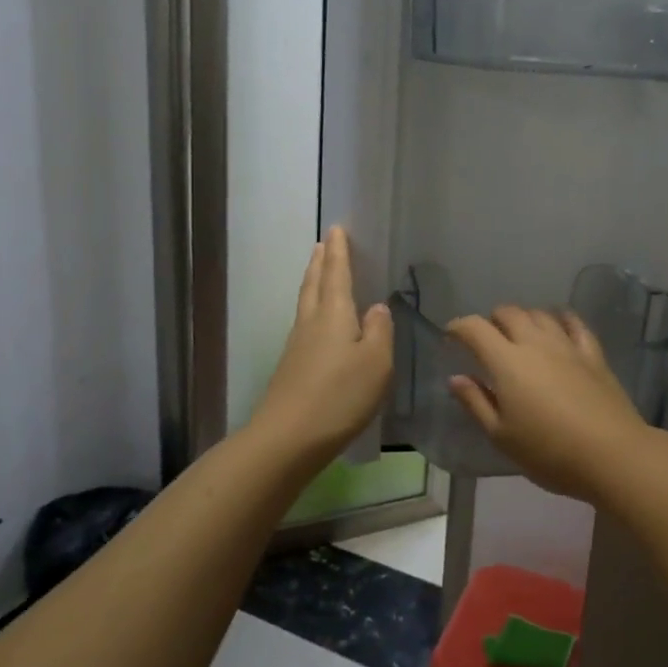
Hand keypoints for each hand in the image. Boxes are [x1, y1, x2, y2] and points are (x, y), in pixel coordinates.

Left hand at [249, 227, 393, 469]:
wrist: (287, 438)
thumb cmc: (340, 396)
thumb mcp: (376, 363)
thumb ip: (380, 331)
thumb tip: (377, 307)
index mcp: (334, 314)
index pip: (337, 274)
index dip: (338, 251)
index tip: (336, 228)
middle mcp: (312, 323)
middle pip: (315, 284)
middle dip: (321, 262)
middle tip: (323, 243)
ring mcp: (297, 346)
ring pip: (306, 303)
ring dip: (313, 282)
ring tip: (318, 271)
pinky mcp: (291, 368)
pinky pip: (305, 324)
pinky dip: (312, 309)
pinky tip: (318, 322)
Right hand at [446, 306, 656, 503]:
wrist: (612, 454)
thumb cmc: (549, 451)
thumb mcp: (502, 436)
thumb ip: (476, 403)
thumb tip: (456, 378)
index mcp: (507, 362)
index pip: (475, 329)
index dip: (459, 327)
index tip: (451, 335)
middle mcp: (535, 343)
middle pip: (509, 313)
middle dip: (491, 319)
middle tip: (486, 338)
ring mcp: (567, 345)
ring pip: (540, 314)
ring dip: (524, 317)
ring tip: (519, 333)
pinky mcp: (593, 354)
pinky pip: (575, 324)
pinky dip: (561, 318)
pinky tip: (559, 324)